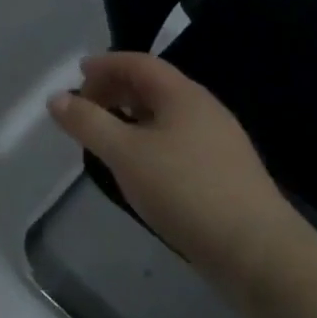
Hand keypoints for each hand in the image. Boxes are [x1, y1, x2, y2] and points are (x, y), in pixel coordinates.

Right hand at [47, 52, 302, 293]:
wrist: (260, 254)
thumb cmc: (186, 191)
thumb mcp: (125, 154)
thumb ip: (88, 123)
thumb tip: (56, 98)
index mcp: (183, 95)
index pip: (139, 63)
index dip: (106, 64)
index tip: (78, 73)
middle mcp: (205, 109)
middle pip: (154, 86)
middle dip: (117, 89)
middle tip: (87, 107)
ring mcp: (220, 142)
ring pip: (167, 115)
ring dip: (133, 117)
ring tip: (108, 137)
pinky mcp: (226, 173)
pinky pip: (179, 140)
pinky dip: (151, 140)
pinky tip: (142, 168)